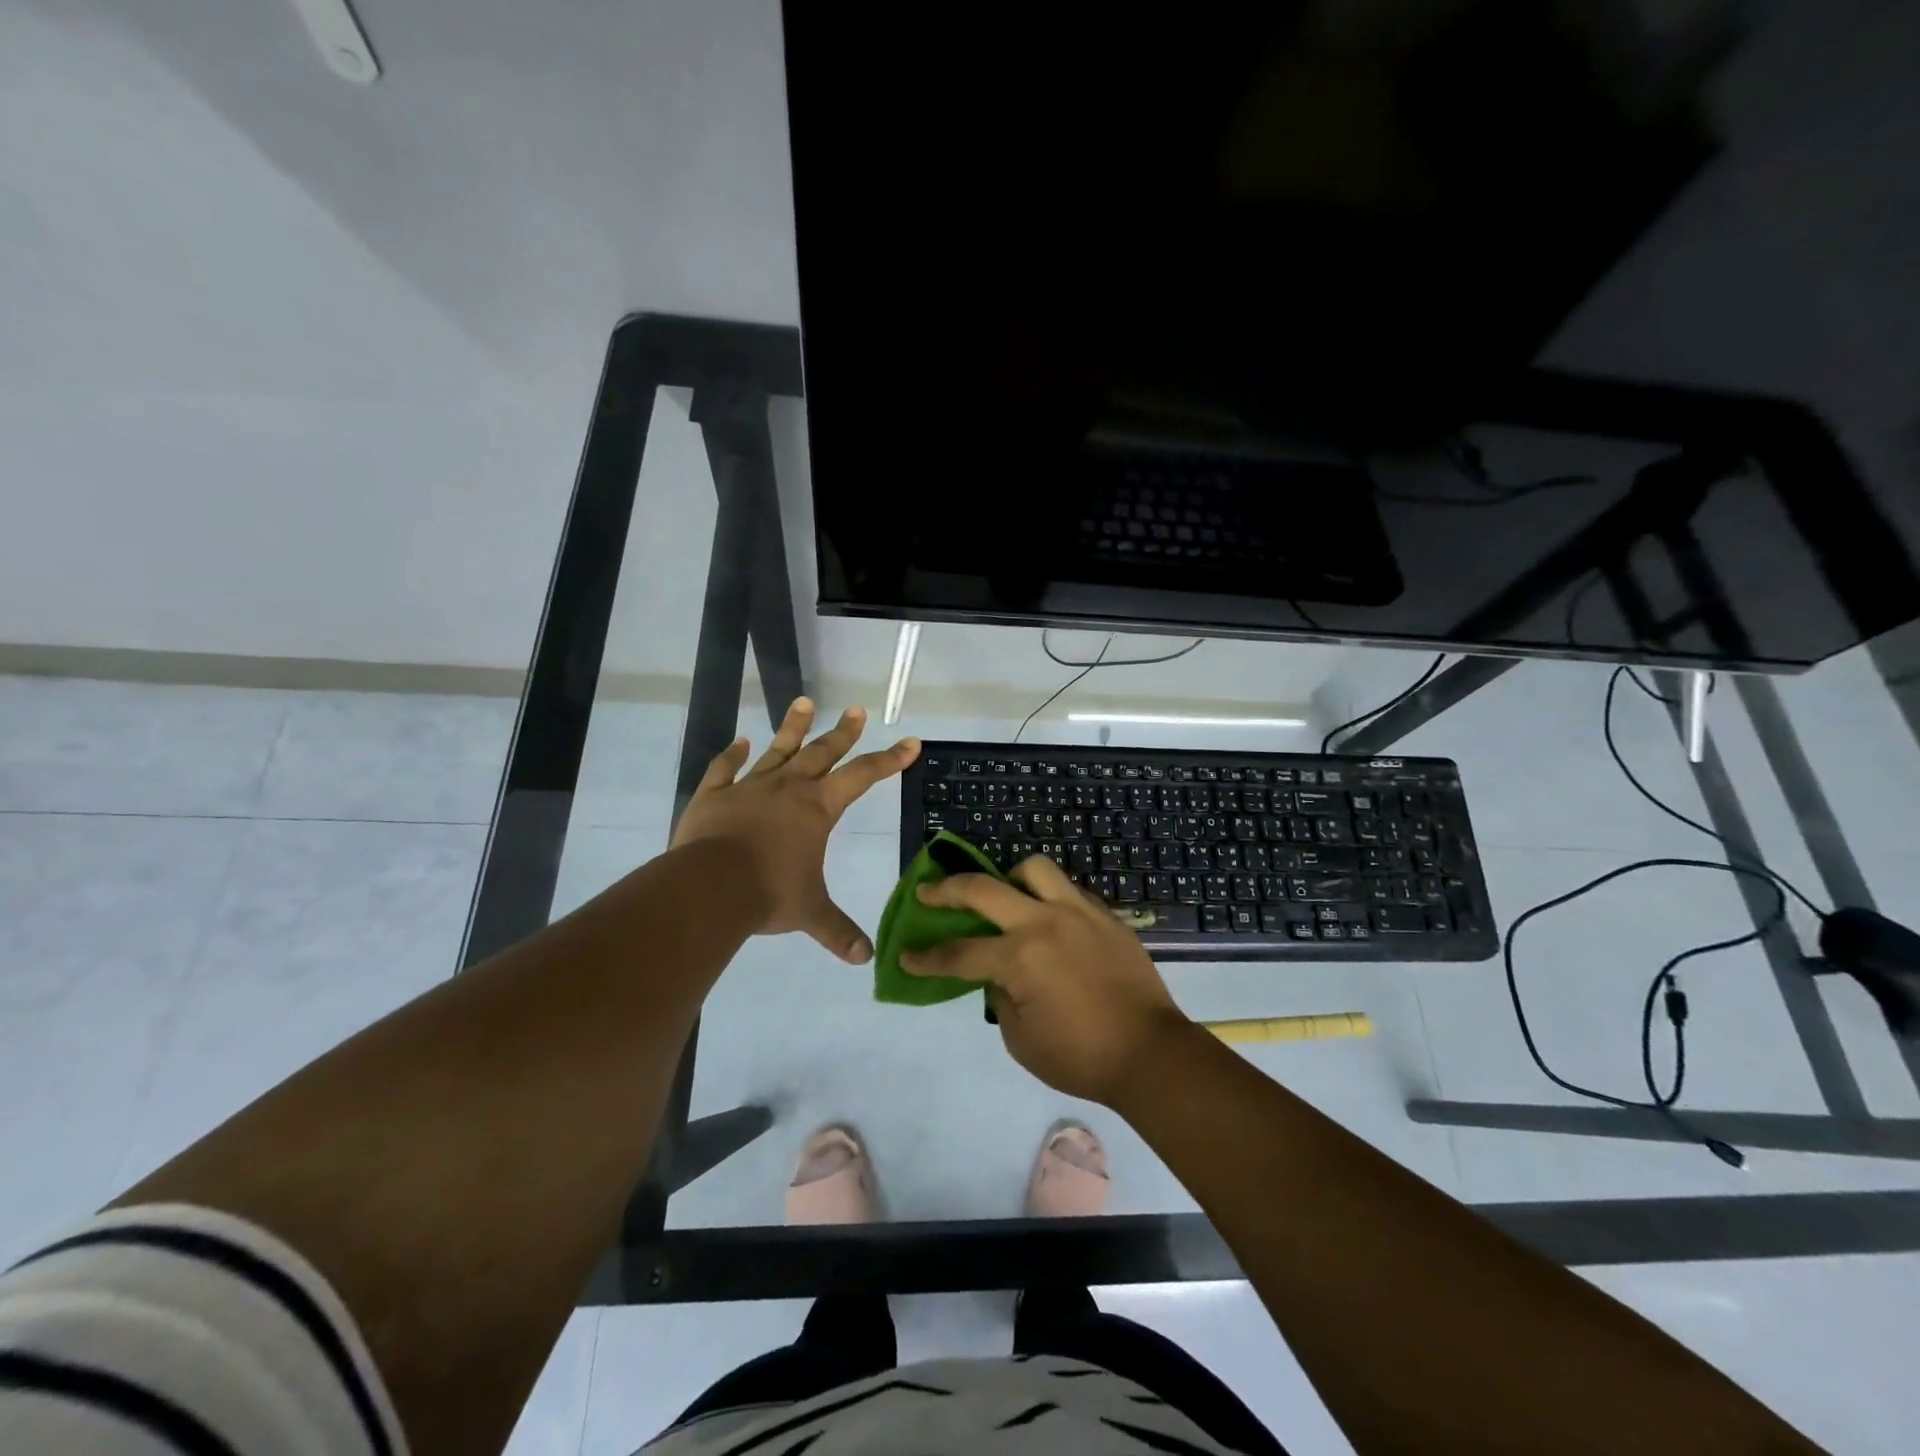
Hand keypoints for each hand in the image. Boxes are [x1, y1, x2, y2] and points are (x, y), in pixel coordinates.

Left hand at [672, 699, 917, 963]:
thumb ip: (838, 931)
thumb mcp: (810, 912)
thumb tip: (867, 958)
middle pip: (822, 752)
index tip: (910, 741)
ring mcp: (750, 787)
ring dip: (793, 727)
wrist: (710, 887)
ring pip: (777, 749)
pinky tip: (741, 742)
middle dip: (843, 732)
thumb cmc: (769, 894)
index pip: (864, 776)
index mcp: (818, 808)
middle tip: (856, 710)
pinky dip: (733, 755)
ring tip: (804, 701)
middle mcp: (789, 788)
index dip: (890, 759)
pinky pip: (725, 768)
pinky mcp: (714, 794)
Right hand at [900, 856, 1190, 1103]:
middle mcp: (1044, 922)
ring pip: (1034, 869)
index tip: (905, 955)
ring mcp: (1079, 912)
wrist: (1150, 1053)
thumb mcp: (1021, 1039)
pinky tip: (1046, 918)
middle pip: (984, 889)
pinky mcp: (1105, 916)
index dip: (927, 957)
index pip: (959, 952)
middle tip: (927, 892)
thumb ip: (1000, 997)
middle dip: (946, 890)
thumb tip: (999, 974)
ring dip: (1008, 877)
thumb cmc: (1080, 1056)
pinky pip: (1068, 890)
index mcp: (1020, 957)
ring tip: (1002, 894)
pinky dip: (1048, 897)